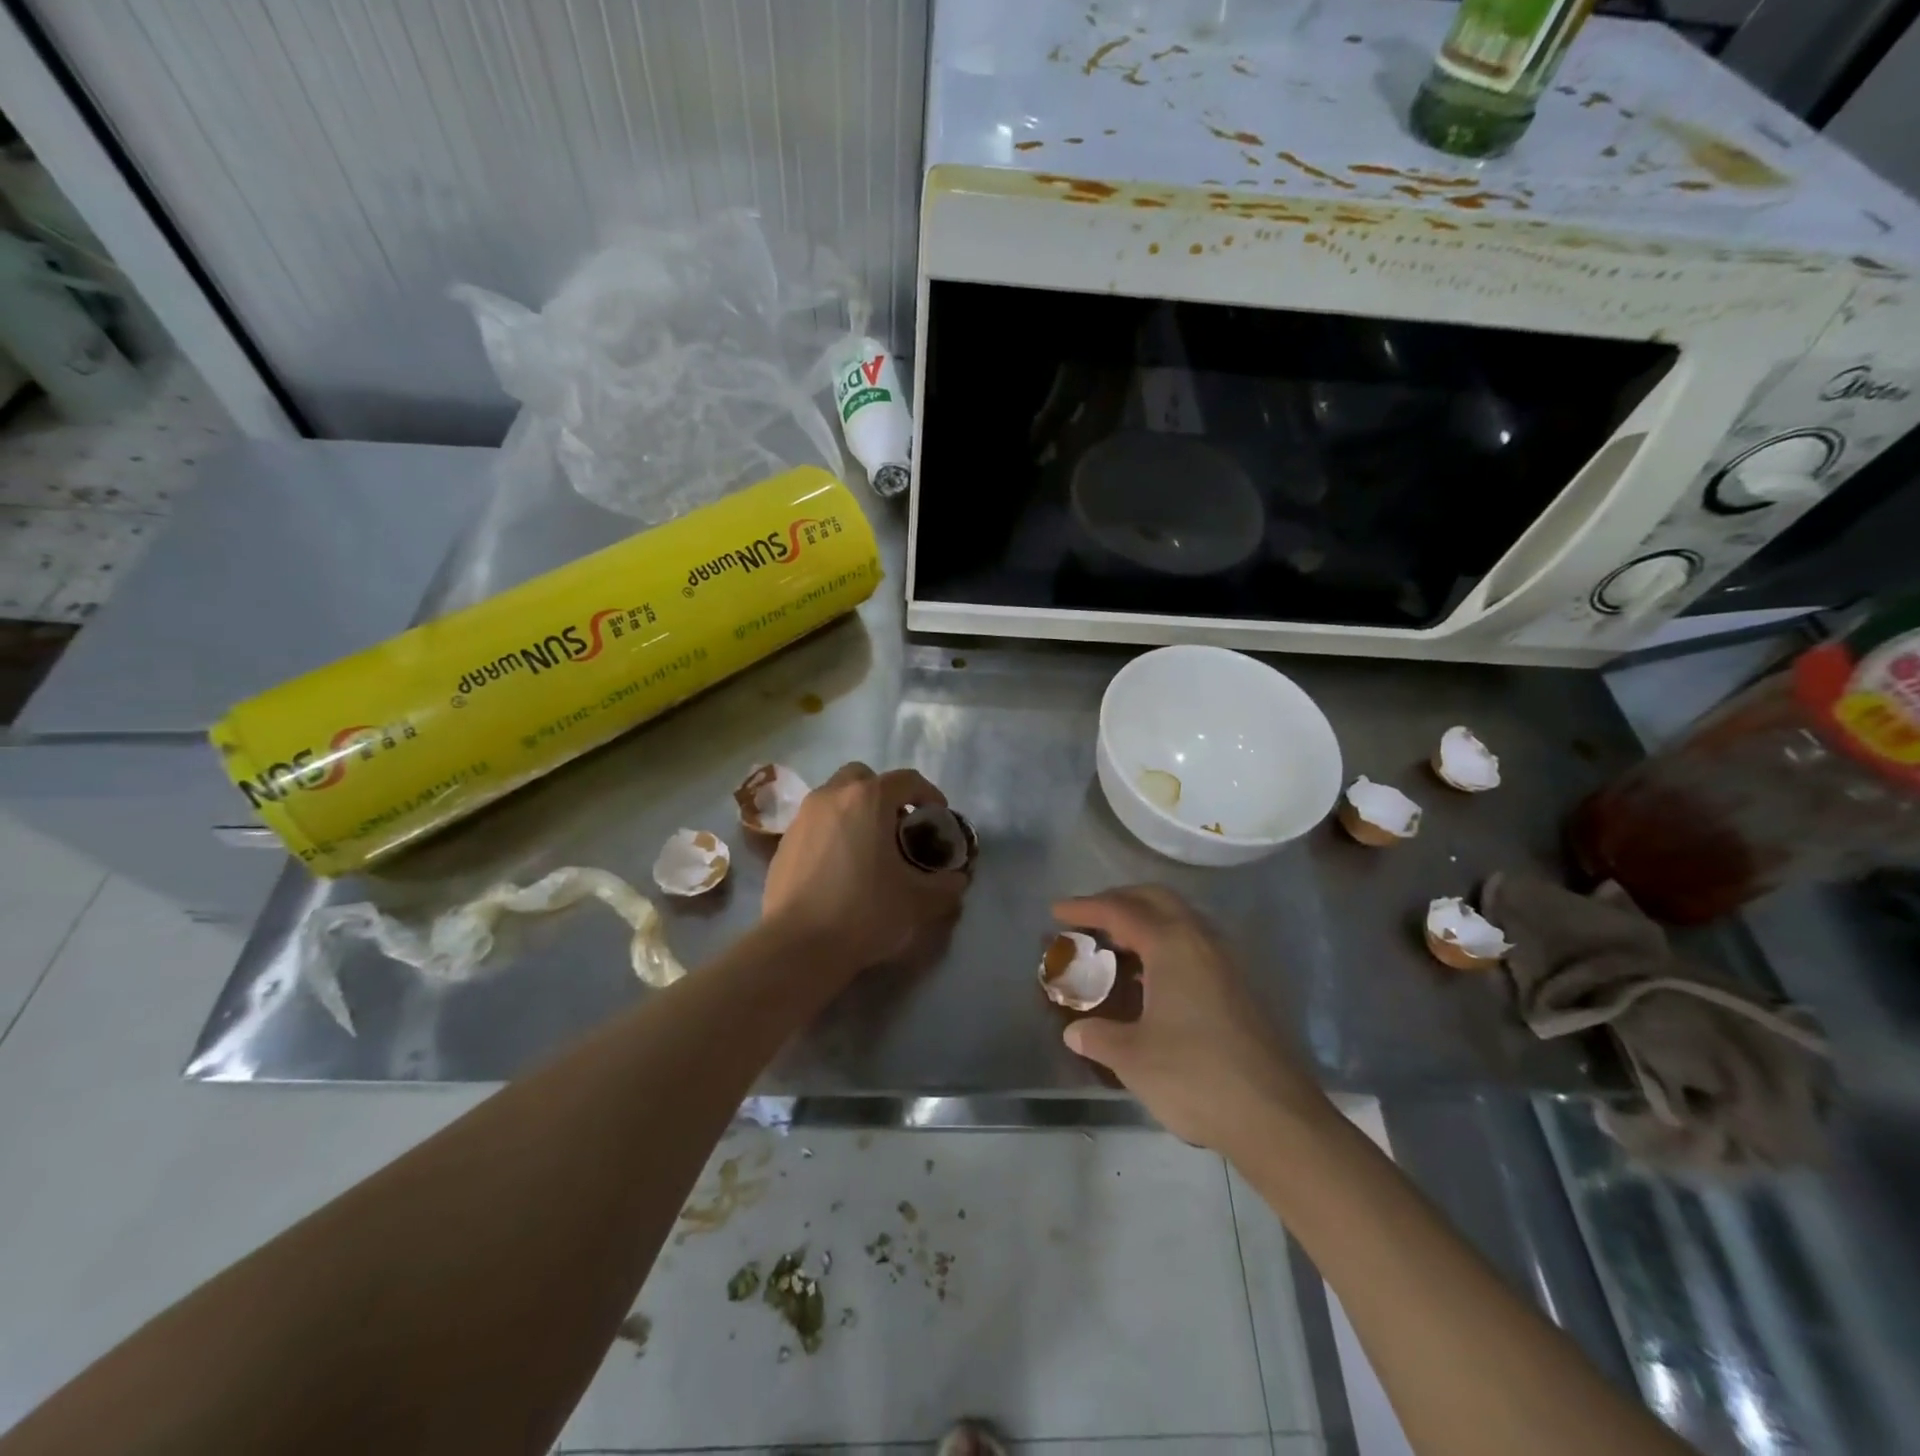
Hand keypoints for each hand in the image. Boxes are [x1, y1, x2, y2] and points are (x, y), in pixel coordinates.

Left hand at [762, 763, 969, 975]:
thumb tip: (957, 880)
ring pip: (835, 798)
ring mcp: (802, 817)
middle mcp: (832, 796)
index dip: (928, 794)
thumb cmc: (864, 911)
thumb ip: (945, 886)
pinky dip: (832, 832)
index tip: (937, 816)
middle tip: (898, 826)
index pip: (906, 780)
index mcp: (868, 799)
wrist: (797, 945)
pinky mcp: (783, 842)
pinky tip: (839, 867)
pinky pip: (816, 823)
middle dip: (884, 795)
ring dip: (855, 812)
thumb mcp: (918, 902)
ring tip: (869, 848)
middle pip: (863, 778)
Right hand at [1054, 885, 1328, 1154]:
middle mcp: (1201, 941)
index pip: (1121, 911)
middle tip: (1089, 918)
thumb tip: (1075, 1031)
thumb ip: (1098, 1037)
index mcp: (1172, 945)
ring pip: (1180, 920)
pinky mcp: (1239, 987)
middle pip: (1156, 900)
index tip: (1056, 911)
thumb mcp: (1133, 1057)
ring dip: (1145, 921)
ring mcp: (1226, 962)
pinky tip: (1150, 980)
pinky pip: (1193, 944)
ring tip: (1115, 946)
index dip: (1085, 908)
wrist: (1275, 1117)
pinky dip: (1165, 944)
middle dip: (1119, 900)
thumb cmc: (1195, 1076)